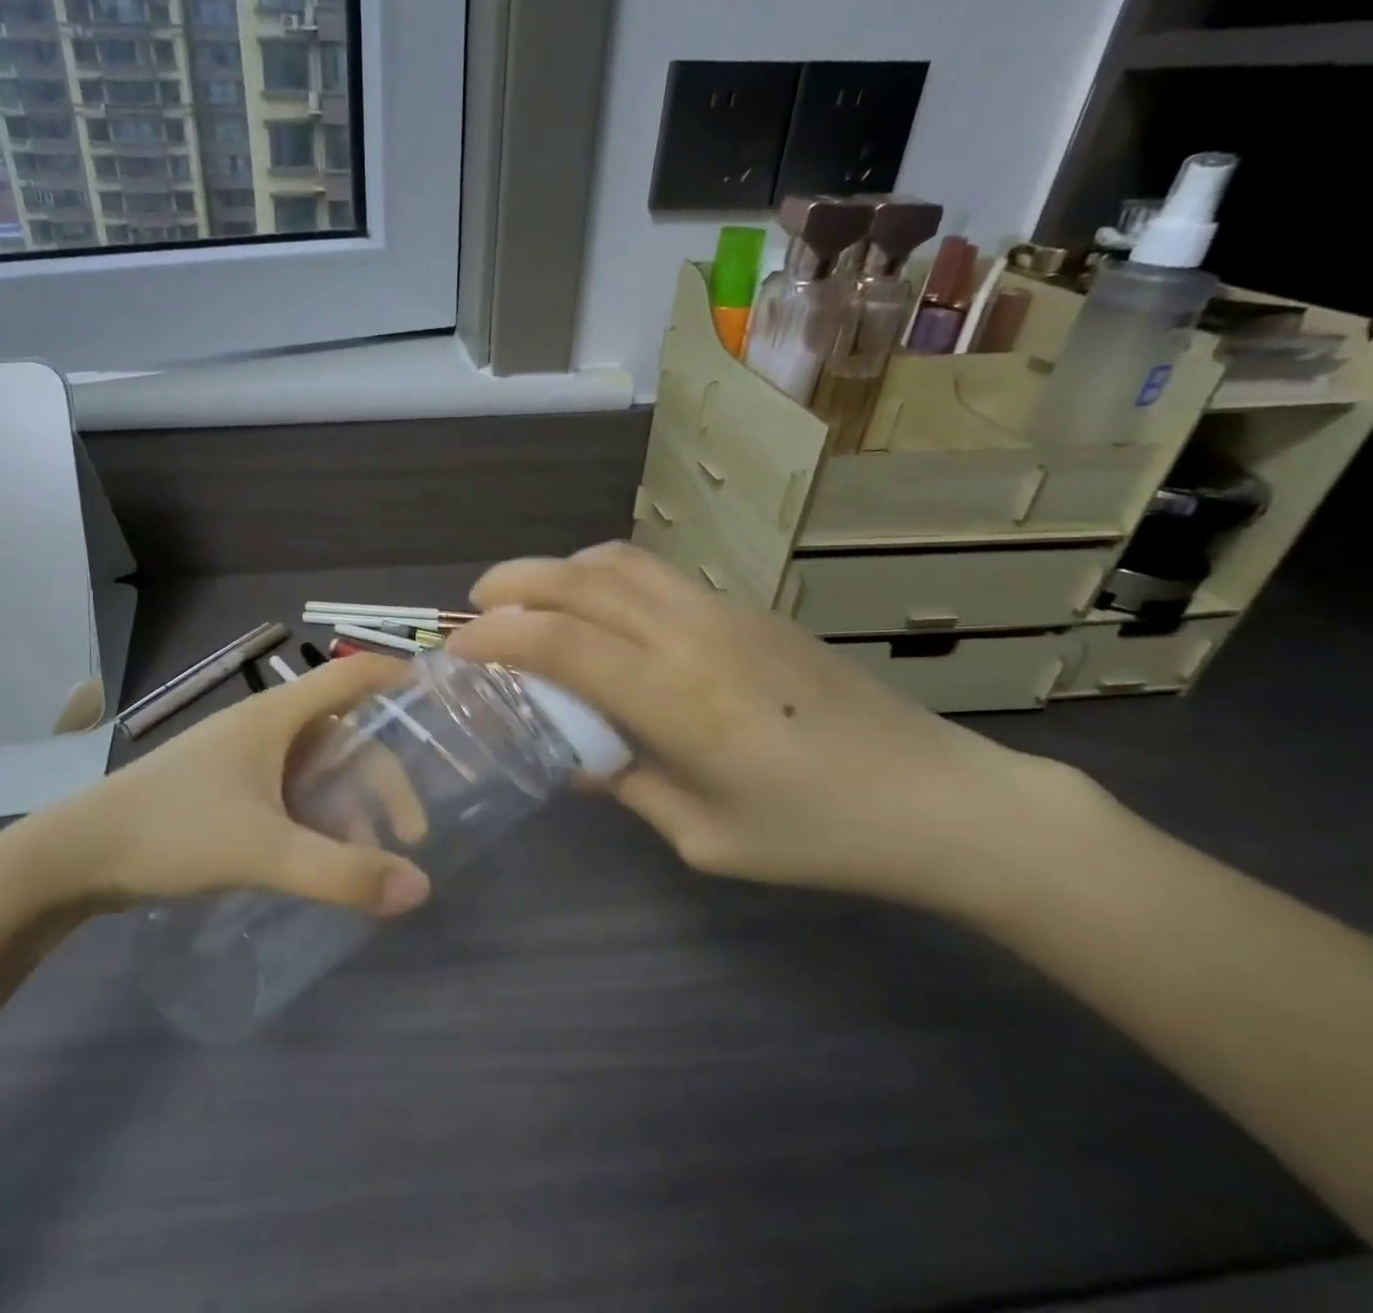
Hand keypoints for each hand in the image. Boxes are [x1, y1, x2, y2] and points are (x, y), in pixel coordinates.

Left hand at [4, 654, 432, 920]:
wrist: (74, 855)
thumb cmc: (172, 830)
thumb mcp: (263, 851)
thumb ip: (341, 873)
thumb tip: (420, 888)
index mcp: (277, 715)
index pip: (353, 674)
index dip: (400, 676)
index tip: (444, 700)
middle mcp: (265, 725)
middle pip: (345, 735)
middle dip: (384, 778)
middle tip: (411, 832)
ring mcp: (242, 757)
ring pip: (318, 767)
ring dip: (351, 805)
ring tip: (368, 858)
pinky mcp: (226, 787)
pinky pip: (291, 790)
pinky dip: (318, 816)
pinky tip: (321, 858)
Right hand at [447, 543, 1083, 911]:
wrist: (940, 798)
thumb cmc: (817, 835)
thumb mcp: (704, 837)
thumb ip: (628, 785)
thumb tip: (576, 757)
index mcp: (676, 700)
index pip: (561, 643)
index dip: (496, 638)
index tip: (458, 649)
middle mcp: (691, 637)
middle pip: (580, 580)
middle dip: (513, 583)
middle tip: (475, 606)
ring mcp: (723, 612)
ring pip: (619, 561)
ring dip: (559, 570)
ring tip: (529, 600)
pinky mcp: (747, 609)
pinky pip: (656, 574)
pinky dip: (604, 577)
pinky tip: (599, 612)